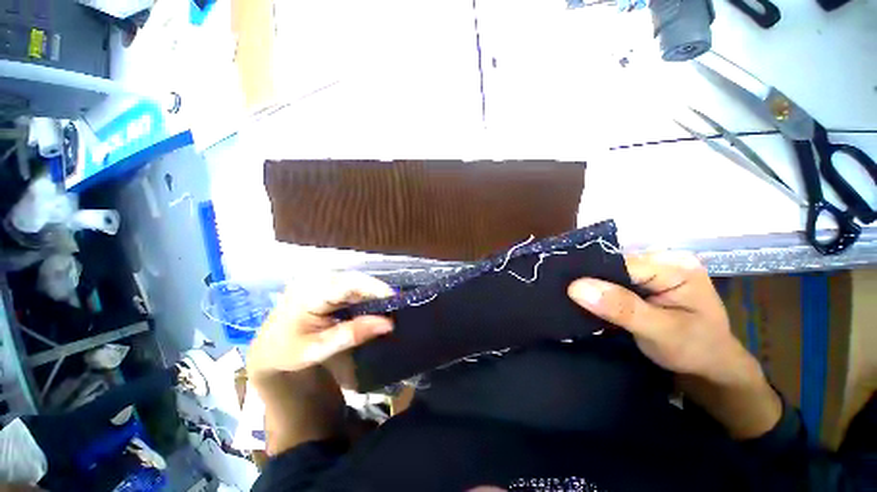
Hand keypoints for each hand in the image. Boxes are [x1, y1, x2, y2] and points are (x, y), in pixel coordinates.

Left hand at [247, 271, 393, 385]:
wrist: (268, 349)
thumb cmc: (288, 352)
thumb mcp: (319, 348)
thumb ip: (353, 334)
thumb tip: (388, 323)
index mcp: (310, 292)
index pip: (350, 284)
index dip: (376, 289)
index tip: (397, 300)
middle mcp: (315, 279)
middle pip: (356, 280)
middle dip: (377, 292)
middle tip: (395, 308)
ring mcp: (319, 279)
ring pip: (355, 281)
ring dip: (372, 294)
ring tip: (387, 308)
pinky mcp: (324, 283)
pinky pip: (350, 286)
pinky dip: (363, 295)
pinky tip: (371, 306)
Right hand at [568, 251, 781, 439]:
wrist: (710, 367)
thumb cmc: (695, 351)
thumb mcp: (661, 332)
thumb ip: (621, 308)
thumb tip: (576, 287)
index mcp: (675, 265)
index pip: (620, 263)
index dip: (592, 275)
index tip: (564, 289)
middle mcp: (662, 260)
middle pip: (613, 265)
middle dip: (590, 281)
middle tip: (563, 295)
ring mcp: (652, 270)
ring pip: (609, 273)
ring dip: (592, 288)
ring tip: (570, 299)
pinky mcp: (644, 282)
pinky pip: (613, 282)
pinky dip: (599, 293)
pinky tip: (587, 302)